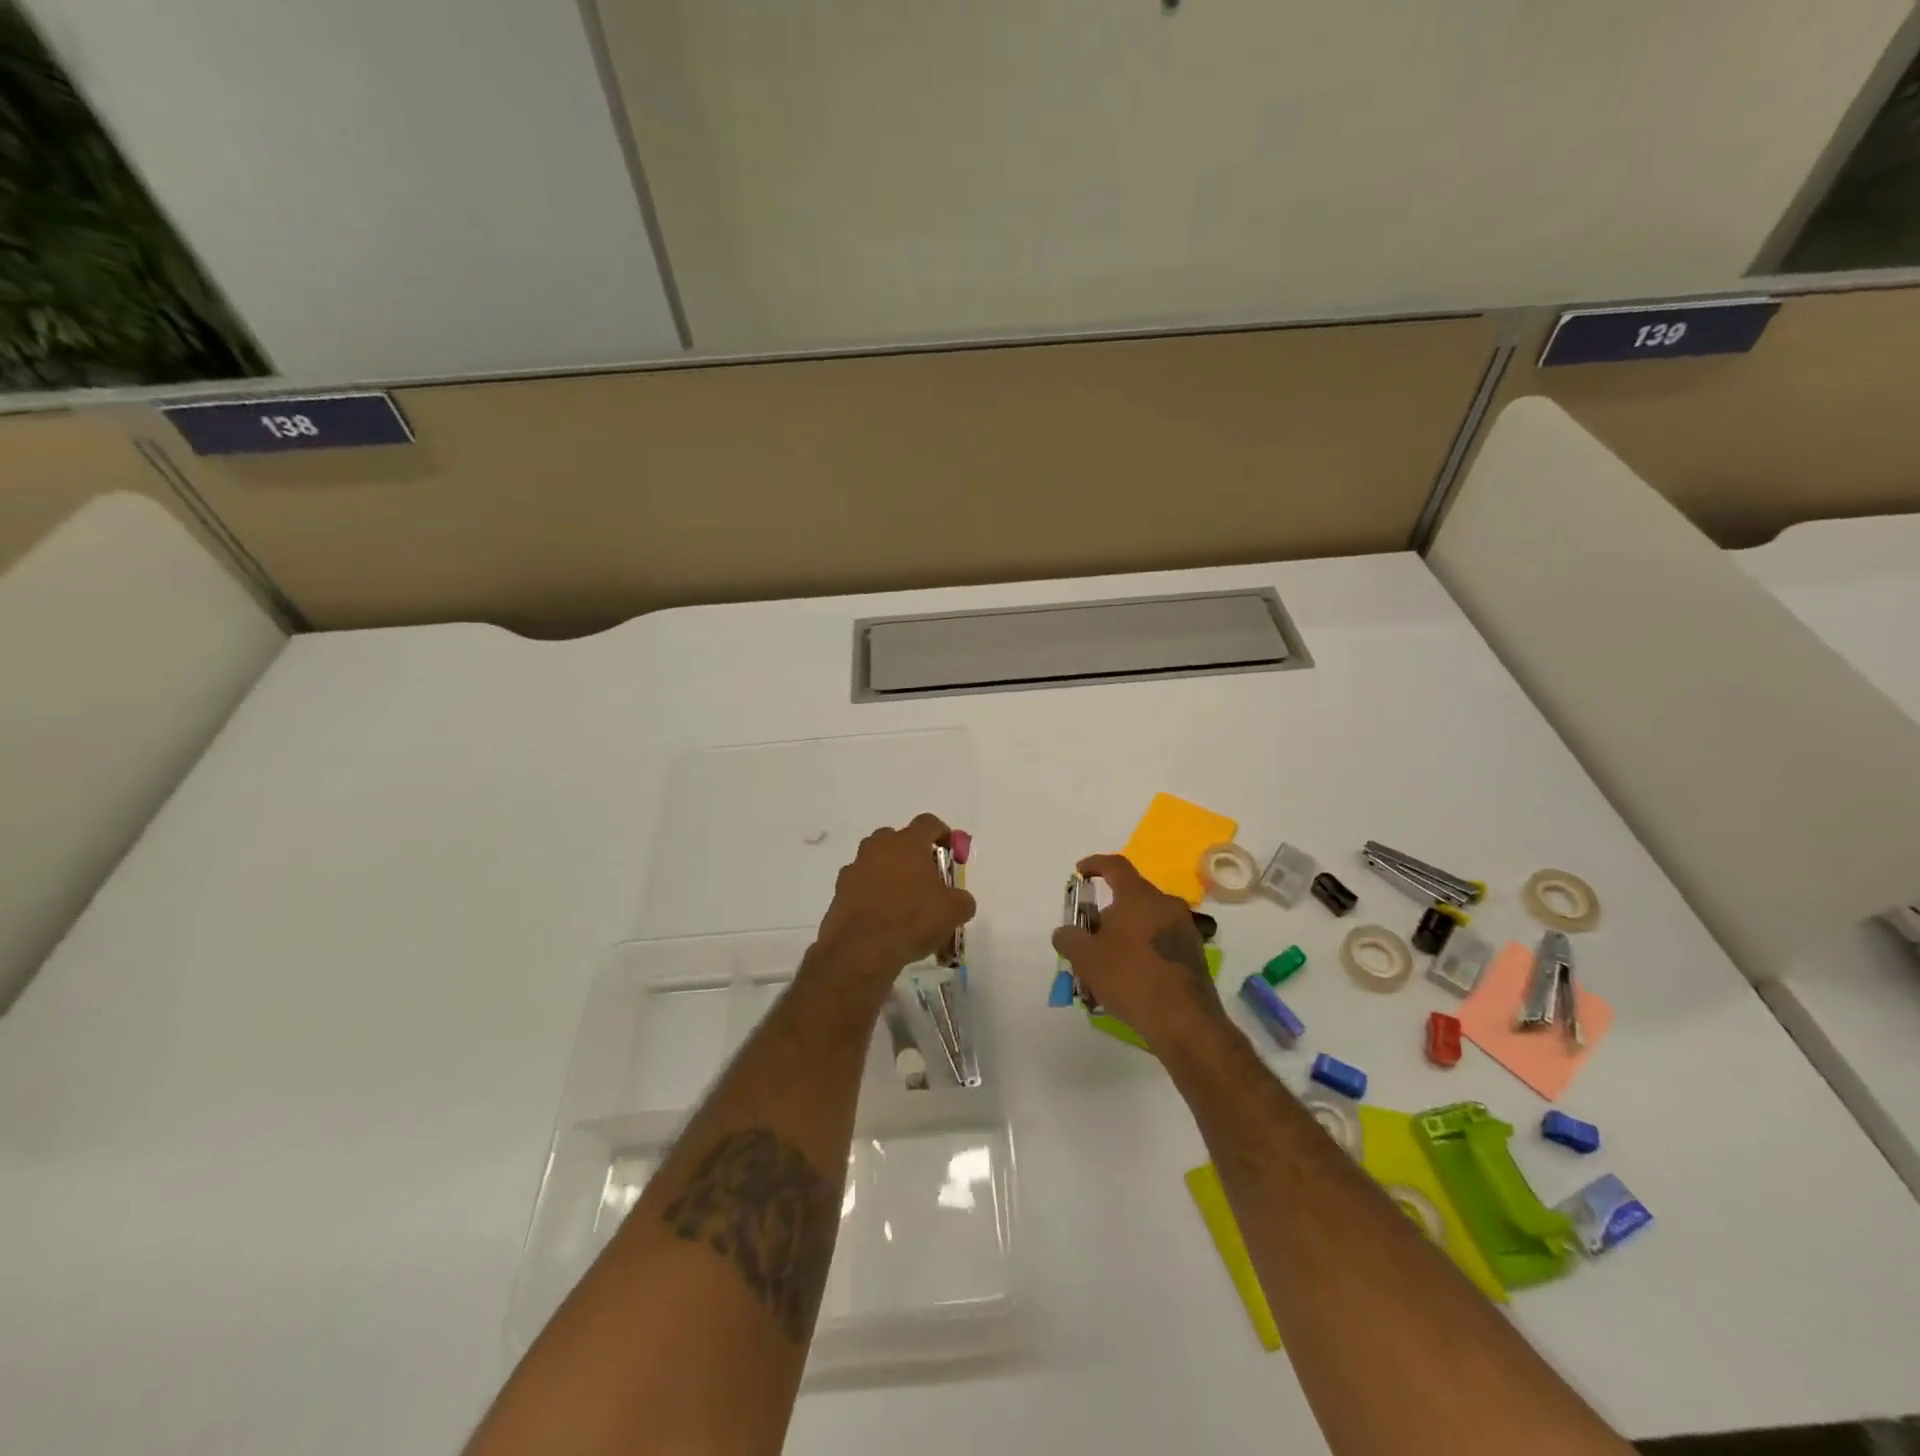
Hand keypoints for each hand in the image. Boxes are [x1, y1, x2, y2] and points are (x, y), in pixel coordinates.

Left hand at [812, 814, 976, 983]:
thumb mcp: (954, 911)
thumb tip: (959, 900)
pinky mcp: (839, 891)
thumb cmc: (913, 920)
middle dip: (912, 855)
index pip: (928, 822)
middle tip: (925, 880)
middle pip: (897, 839)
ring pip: (876, 861)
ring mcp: (855, 868)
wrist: (862, 950)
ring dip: (889, 874)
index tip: (951, 853)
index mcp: (908, 843)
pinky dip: (872, 895)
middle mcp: (878, 847)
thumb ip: (962, 899)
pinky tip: (882, 919)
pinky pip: (861, 885)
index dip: (943, 834)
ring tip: (902, 903)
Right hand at [1051, 853, 1227, 1049]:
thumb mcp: (1086, 958)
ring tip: (1106, 963)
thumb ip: (1069, 938)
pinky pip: (1160, 940)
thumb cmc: (1130, 978)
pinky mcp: (1194, 953)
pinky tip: (1129, 978)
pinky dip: (1142, 950)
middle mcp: (1165, 904)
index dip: (1095, 864)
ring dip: (1125, 934)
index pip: (1115, 866)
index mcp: (1139, 896)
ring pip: (1146, 921)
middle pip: (1131, 896)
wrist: (1184, 1020)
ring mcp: (1184, 929)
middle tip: (1089, 934)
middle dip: (1107, 912)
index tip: (1080, 872)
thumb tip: (1065, 932)